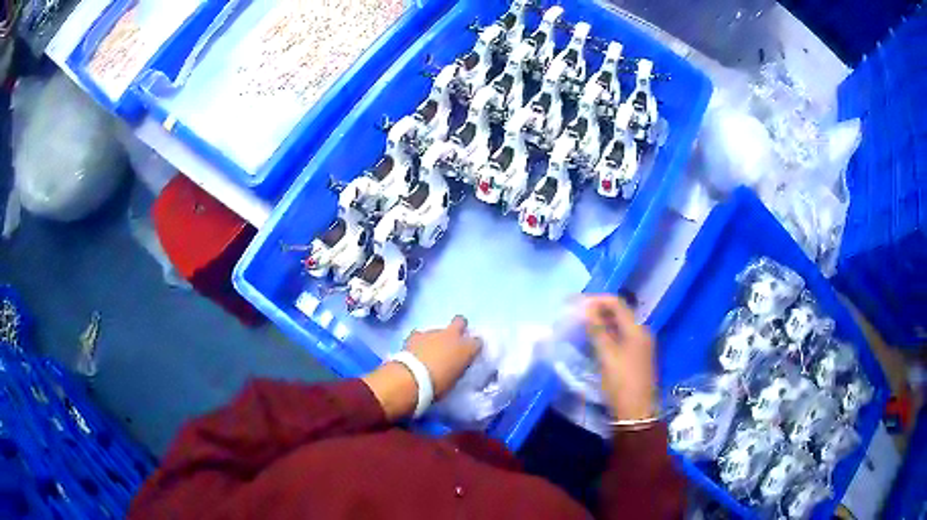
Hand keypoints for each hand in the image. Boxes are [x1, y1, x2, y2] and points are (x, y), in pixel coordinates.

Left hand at [363, 316, 481, 420]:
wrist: (412, 378)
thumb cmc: (438, 385)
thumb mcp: (455, 379)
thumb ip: (458, 367)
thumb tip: (455, 365)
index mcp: (467, 349)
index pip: (478, 341)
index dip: (473, 346)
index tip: (469, 353)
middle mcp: (452, 336)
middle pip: (460, 321)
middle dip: (458, 327)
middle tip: (452, 341)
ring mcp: (433, 332)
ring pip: (439, 329)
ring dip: (436, 338)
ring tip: (429, 351)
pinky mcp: (416, 334)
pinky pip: (421, 334)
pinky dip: (420, 341)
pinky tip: (416, 349)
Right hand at [583, 295, 656, 420]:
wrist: (636, 412)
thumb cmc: (621, 383)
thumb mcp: (607, 356)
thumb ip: (597, 330)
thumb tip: (585, 308)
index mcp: (637, 329)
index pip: (616, 303)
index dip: (595, 299)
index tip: (575, 302)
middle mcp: (641, 332)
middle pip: (618, 312)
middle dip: (597, 309)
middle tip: (575, 312)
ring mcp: (640, 344)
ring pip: (618, 325)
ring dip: (600, 321)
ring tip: (580, 323)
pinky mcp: (636, 356)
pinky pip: (620, 336)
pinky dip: (606, 333)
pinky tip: (593, 339)